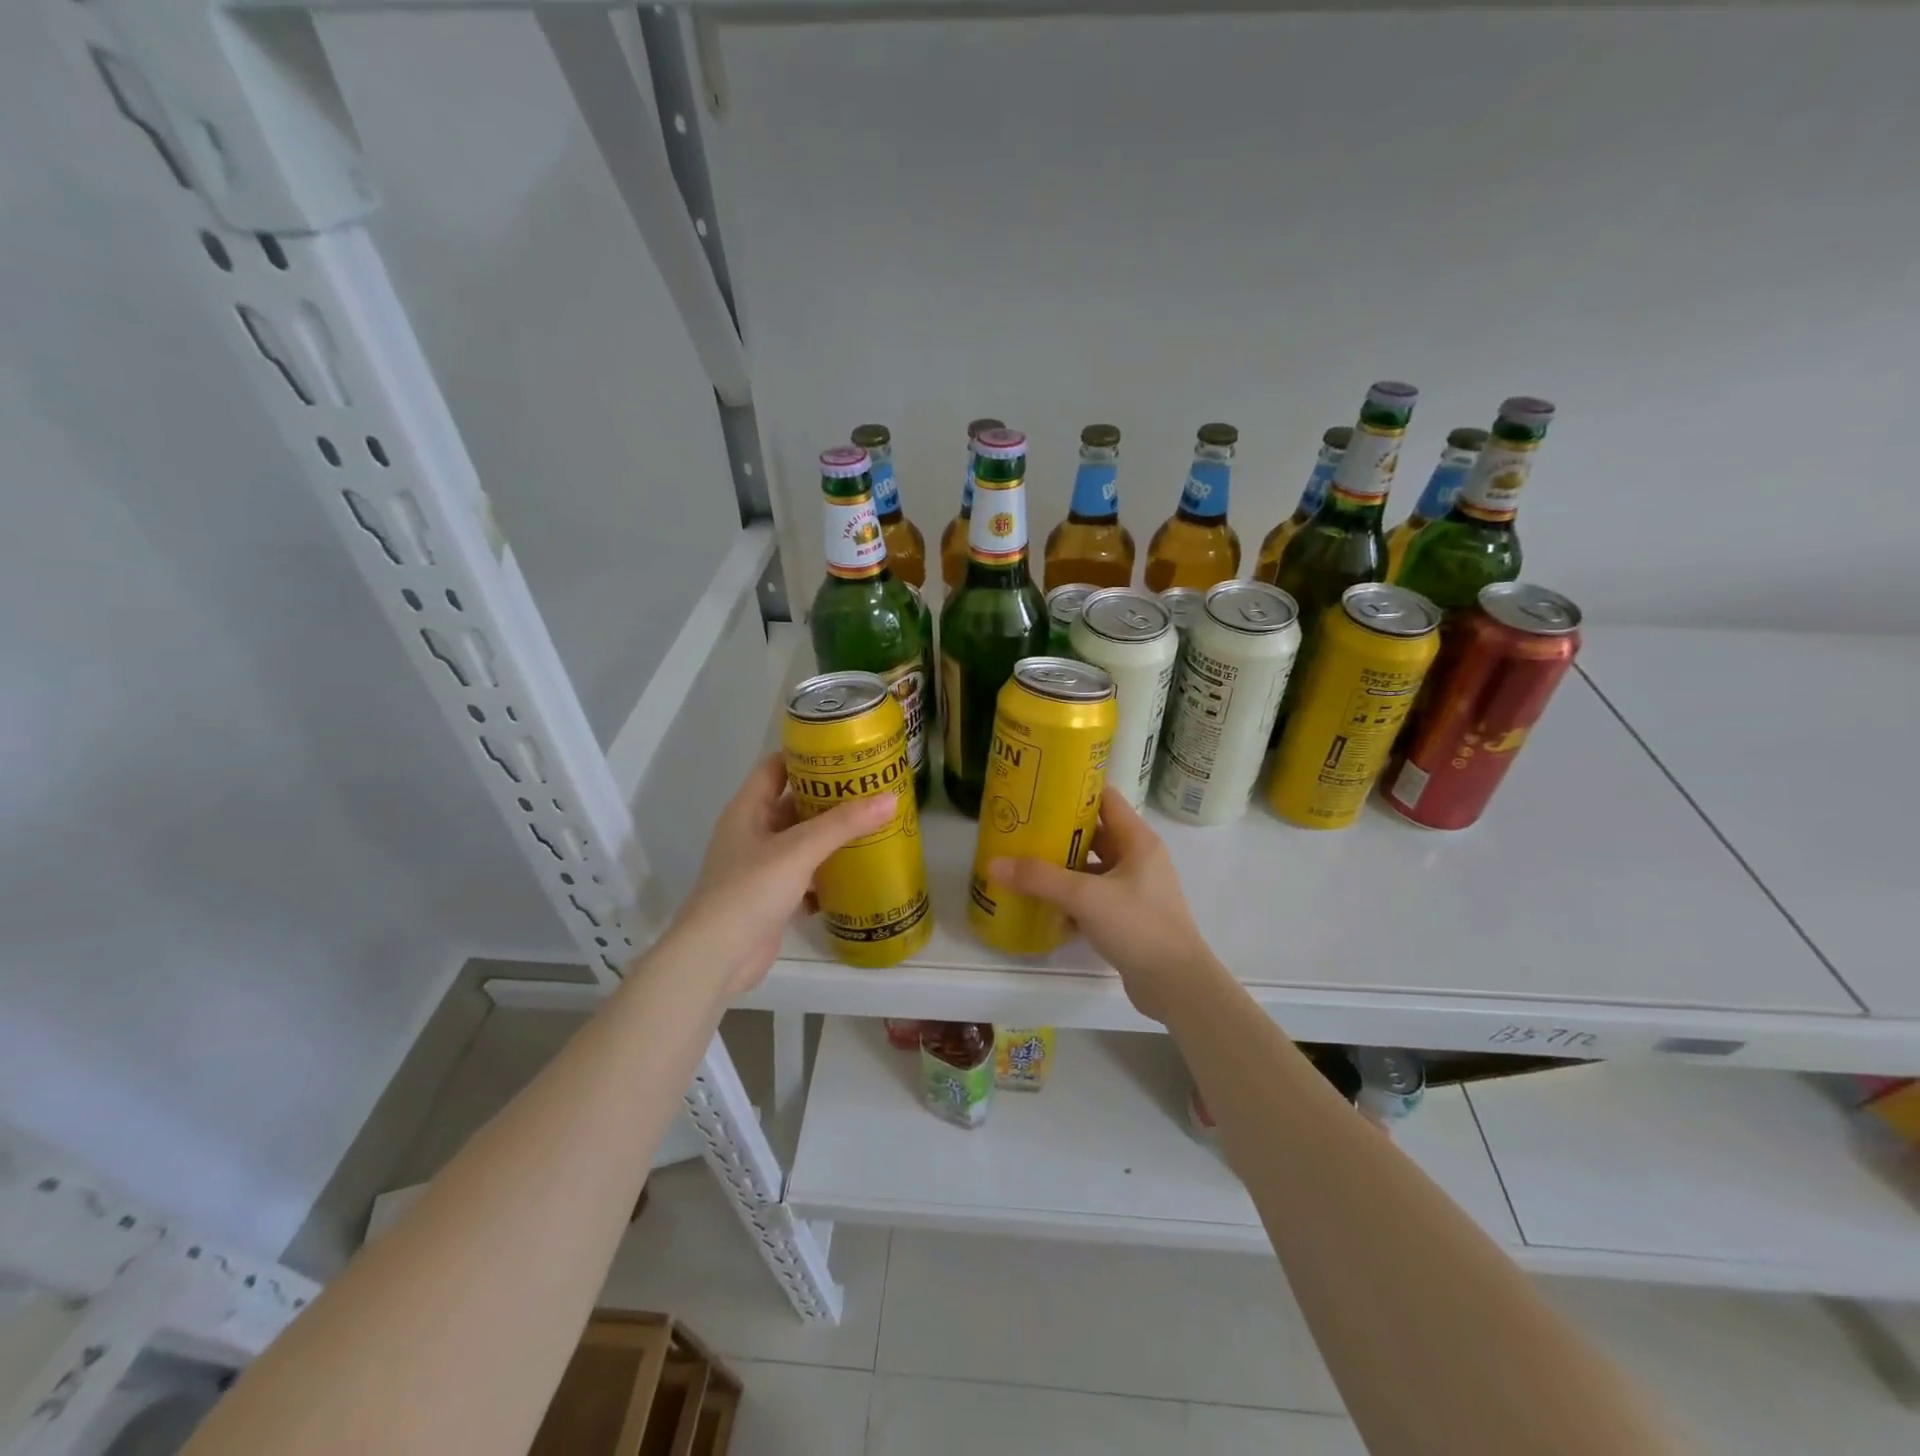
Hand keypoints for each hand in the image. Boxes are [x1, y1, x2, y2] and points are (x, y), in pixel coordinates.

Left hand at [671, 754, 893, 997]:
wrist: (717, 957)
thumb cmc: (750, 890)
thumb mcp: (799, 850)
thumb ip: (844, 824)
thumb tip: (891, 798)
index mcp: (747, 810)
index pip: (775, 767)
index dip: (806, 756)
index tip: (845, 751)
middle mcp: (753, 833)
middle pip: (794, 804)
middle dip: (830, 798)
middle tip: (872, 789)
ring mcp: (761, 867)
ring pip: (802, 841)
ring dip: (833, 836)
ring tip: (875, 825)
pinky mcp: (772, 897)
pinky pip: (806, 875)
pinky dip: (828, 872)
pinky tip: (859, 871)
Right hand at [988, 787, 1218, 1023]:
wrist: (1176, 985)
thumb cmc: (1138, 926)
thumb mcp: (1085, 897)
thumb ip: (1040, 878)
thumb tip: (993, 863)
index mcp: (1138, 841)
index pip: (1105, 800)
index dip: (1074, 792)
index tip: (1039, 791)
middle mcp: (1138, 859)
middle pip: (1094, 835)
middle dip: (1059, 833)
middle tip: (1022, 829)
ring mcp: (1134, 890)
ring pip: (1092, 869)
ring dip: (1062, 870)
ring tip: (1024, 866)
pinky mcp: (1128, 917)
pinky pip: (1093, 899)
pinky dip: (1071, 901)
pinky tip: (1043, 909)